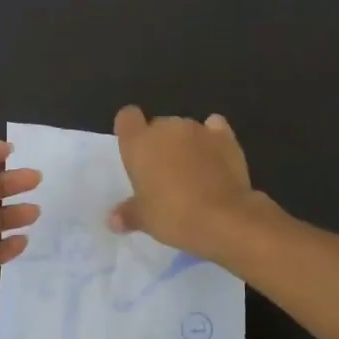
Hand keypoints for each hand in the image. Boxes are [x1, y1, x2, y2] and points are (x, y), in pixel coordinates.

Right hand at [108, 105, 267, 258]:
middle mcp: (166, 128)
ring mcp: (197, 129)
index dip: (130, 130)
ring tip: (193, 173)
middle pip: (158, 126)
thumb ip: (128, 214)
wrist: (223, 217)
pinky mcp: (225, 136)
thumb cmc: (173, 215)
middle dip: (160, 144)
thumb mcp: (144, 220)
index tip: (134, 150)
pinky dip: (213, 139)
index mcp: (139, 143)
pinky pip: (214, 128)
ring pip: (185, 129)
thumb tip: (113, 220)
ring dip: (186, 144)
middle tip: (163, 175)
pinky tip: (216, 157)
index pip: (127, 117)